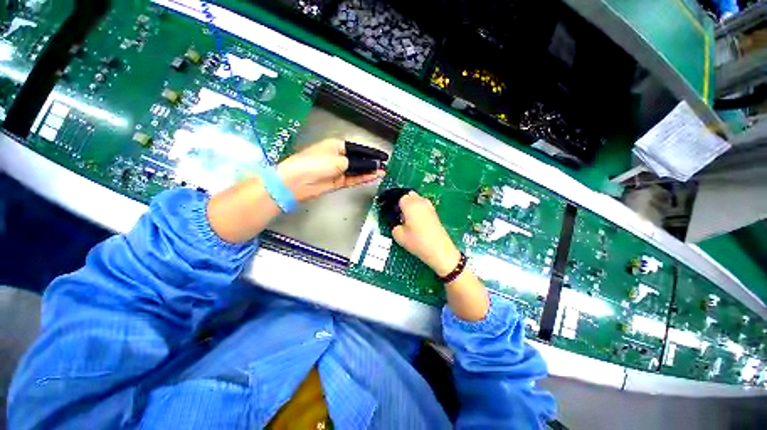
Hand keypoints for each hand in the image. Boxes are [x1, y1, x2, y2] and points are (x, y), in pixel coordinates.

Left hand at [277, 139, 384, 201]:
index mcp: (336, 146)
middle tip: (385, 166)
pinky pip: (353, 179)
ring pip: (357, 170)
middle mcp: (338, 157)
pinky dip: (363, 178)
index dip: (371, 153)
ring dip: (369, 171)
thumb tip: (371, 164)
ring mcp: (338, 170)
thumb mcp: (338, 160)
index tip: (383, 156)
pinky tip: (373, 177)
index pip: (358, 149)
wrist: (297, 181)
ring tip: (382, 172)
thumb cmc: (315, 163)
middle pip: (358, 160)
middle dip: (372, 163)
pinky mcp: (338, 182)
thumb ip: (357, 163)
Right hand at [392, 192, 460, 276]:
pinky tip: (417, 223)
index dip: (395, 205)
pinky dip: (418, 211)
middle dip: (403, 203)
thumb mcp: (398, 235)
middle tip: (400, 217)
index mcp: (410, 204)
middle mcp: (420, 201)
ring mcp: (429, 206)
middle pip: (409, 196)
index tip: (393, 214)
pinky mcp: (434, 213)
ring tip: (408, 220)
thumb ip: (394, 225)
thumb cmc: (417, 241)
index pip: (399, 197)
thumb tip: (397, 222)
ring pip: (417, 200)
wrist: (439, 250)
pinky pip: (423, 206)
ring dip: (411, 206)